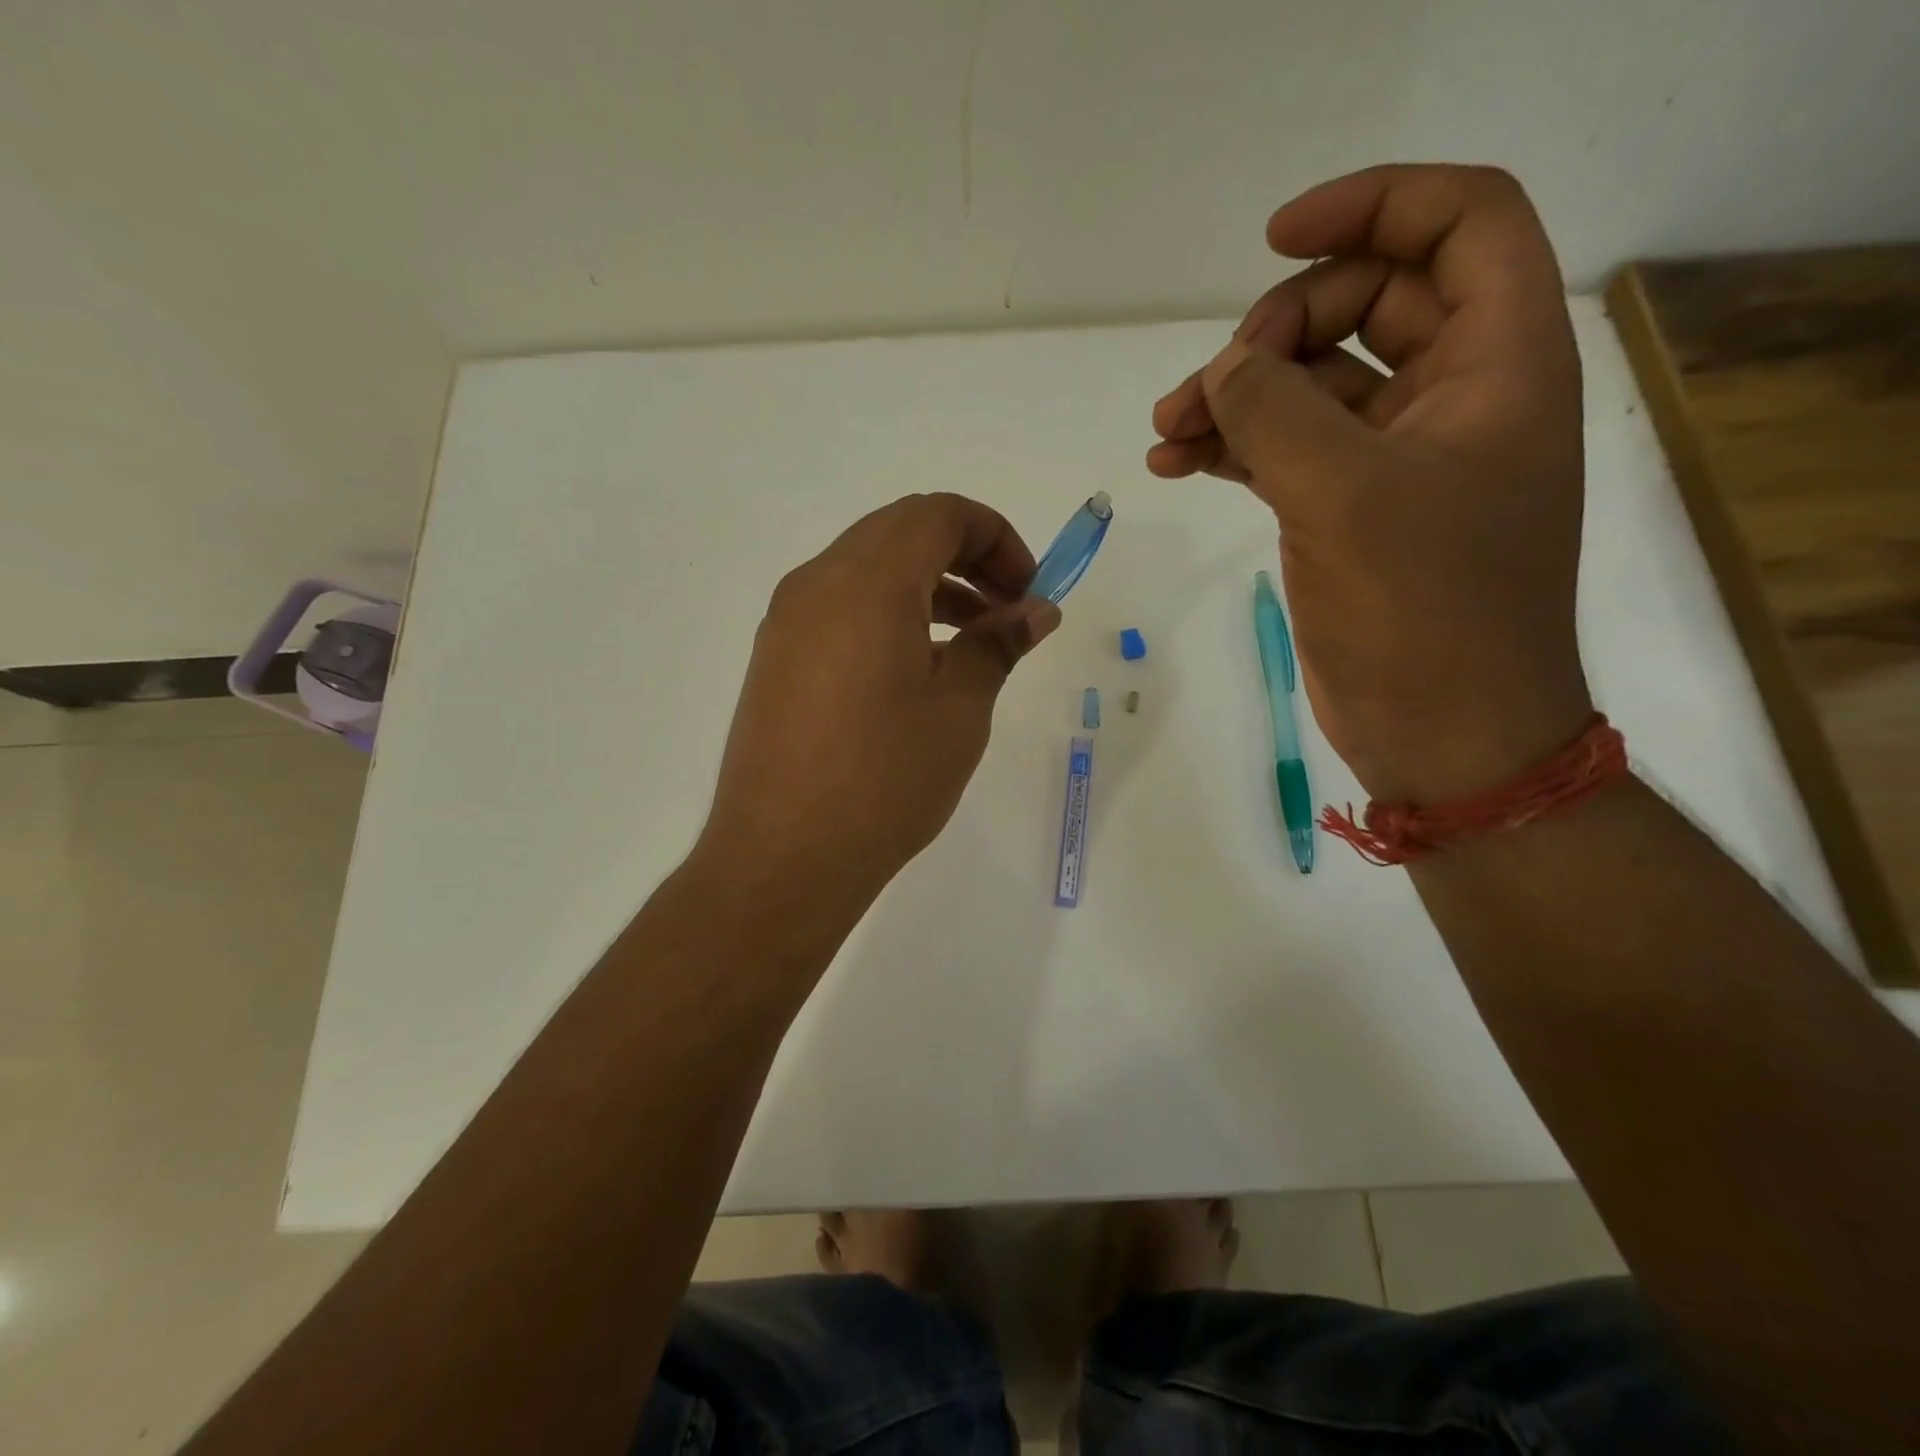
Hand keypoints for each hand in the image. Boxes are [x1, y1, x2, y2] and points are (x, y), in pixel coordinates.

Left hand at [696, 492, 1059, 922]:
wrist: (784, 857)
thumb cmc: (885, 780)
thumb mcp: (959, 709)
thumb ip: (998, 644)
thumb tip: (1036, 611)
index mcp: (867, 583)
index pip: (939, 514)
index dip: (996, 537)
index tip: (1028, 590)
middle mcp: (817, 584)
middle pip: (900, 532)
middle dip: (965, 556)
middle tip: (1007, 610)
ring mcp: (788, 621)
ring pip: (868, 568)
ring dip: (927, 585)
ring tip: (973, 640)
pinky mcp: (776, 657)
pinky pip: (840, 606)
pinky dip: (888, 612)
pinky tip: (918, 666)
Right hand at [1148, 165, 1593, 802]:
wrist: (1441, 731)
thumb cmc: (1422, 612)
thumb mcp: (1344, 496)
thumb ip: (1273, 412)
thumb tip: (1221, 372)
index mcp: (1497, 362)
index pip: (1458, 224)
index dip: (1372, 206)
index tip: (1272, 239)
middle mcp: (1454, 396)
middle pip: (1363, 303)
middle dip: (1272, 332)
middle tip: (1208, 389)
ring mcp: (1397, 457)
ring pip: (1311, 383)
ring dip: (1236, 395)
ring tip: (1165, 433)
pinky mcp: (1351, 510)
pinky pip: (1288, 448)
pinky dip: (1234, 446)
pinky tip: (1176, 462)